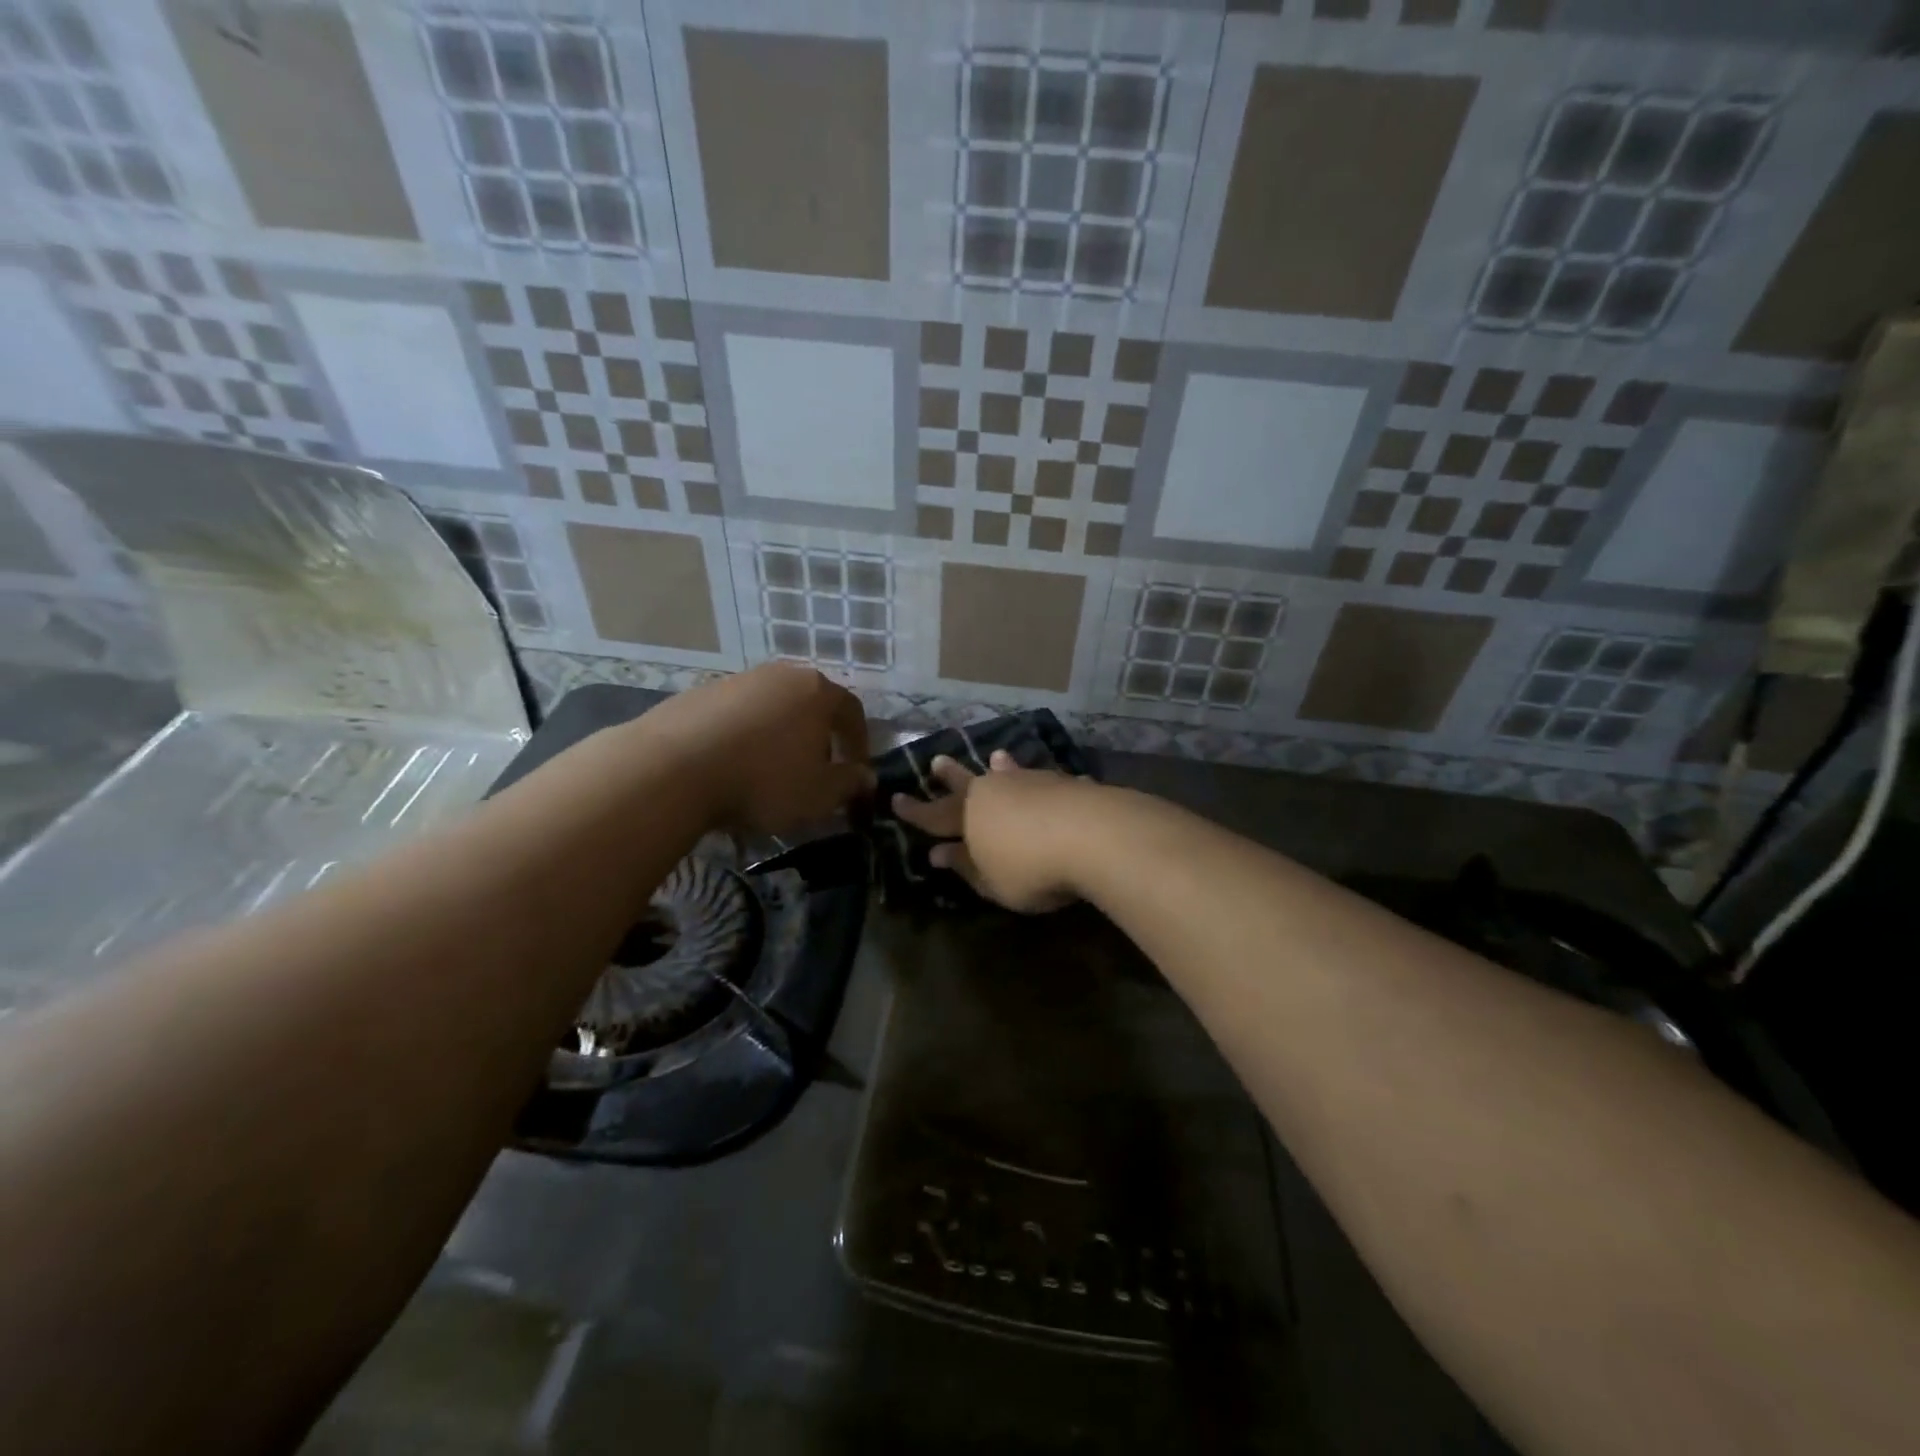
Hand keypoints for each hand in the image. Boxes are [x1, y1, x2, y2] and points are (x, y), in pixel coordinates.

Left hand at [633, 663, 872, 835]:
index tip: (857, 772)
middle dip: (818, 738)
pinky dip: (744, 737)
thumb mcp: (820, 794)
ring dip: (779, 737)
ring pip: (772, 709)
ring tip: (770, 772)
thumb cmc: (763, 780)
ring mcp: (738, 680)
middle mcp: (781, 675)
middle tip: (816, 771)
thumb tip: (866, 777)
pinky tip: (732, 766)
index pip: (852, 712)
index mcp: (817, 692)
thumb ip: (850, 783)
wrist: (673, 769)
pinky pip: (737, 716)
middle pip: (811, 705)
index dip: (859, 744)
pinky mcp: (700, 694)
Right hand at [892, 750, 1097, 912]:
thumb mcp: (992, 881)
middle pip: (966, 783)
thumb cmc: (1031, 868)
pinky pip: (1045, 780)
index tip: (896, 799)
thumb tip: (939, 853)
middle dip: (950, 776)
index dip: (915, 811)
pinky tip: (1052, 778)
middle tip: (936, 761)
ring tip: (996, 756)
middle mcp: (994, 792)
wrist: (1092, 834)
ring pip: (1008, 773)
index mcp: (969, 816)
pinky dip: (1041, 781)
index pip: (934, 816)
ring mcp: (1030, 782)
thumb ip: (966, 866)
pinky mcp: (1063, 783)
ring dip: (1000, 767)